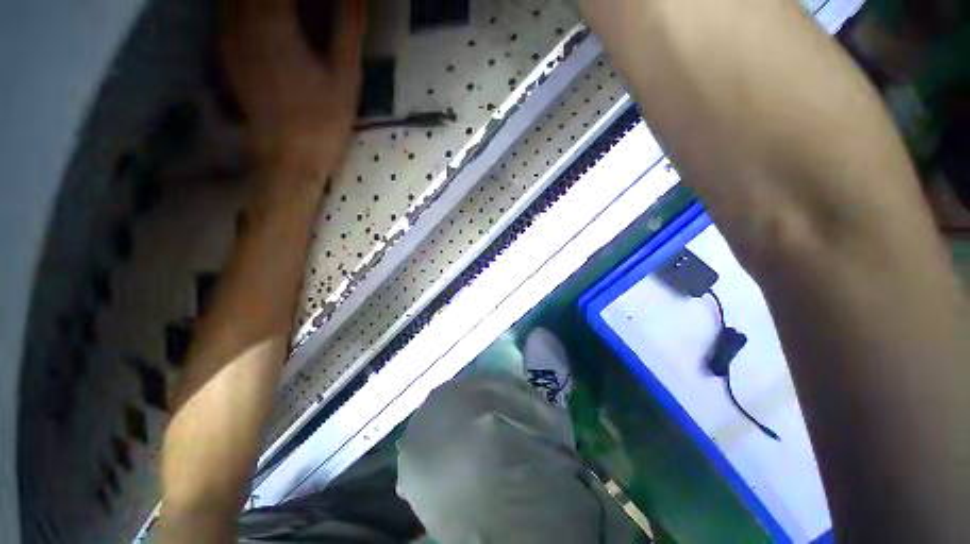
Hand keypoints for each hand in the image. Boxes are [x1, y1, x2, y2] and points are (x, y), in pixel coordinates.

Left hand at [222, 0, 365, 176]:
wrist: (289, 157)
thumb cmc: (323, 120)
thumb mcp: (346, 75)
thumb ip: (348, 27)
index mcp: (274, 22)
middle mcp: (242, 20)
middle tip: (305, 5)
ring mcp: (228, 35)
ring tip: (293, 9)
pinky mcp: (226, 50)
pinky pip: (228, 8)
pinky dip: (247, 3)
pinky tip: (267, 13)